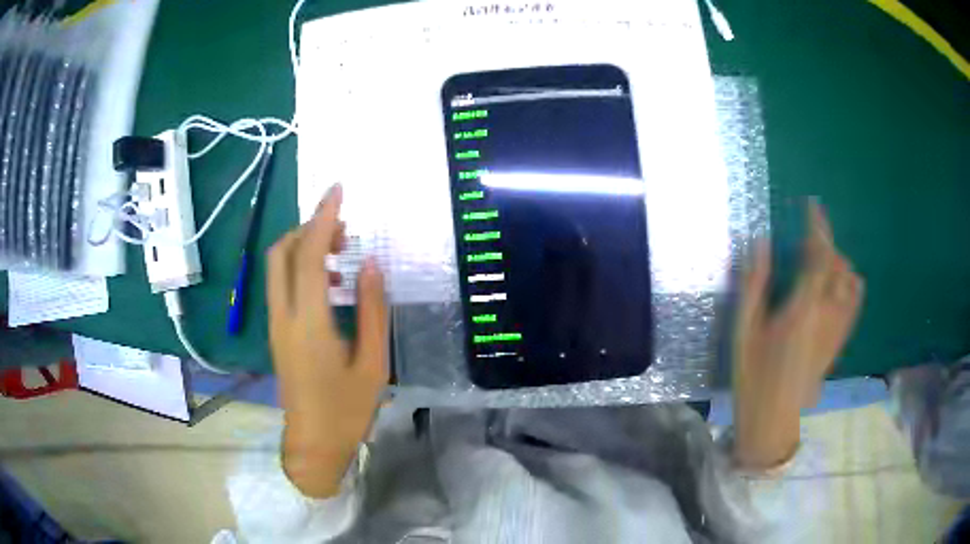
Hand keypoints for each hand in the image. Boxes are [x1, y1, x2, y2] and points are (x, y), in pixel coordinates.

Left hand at [267, 184, 387, 497]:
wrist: (314, 444)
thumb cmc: (347, 410)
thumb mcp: (372, 363)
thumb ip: (371, 310)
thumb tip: (370, 264)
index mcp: (309, 322)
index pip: (310, 254)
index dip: (323, 217)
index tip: (338, 190)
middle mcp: (283, 316)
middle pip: (281, 251)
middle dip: (309, 227)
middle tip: (344, 228)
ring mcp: (275, 324)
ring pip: (277, 266)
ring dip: (303, 247)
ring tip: (341, 252)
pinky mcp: (276, 332)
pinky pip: (282, 285)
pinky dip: (300, 268)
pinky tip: (329, 283)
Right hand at [733, 200, 863, 469]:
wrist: (773, 418)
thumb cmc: (753, 376)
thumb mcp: (743, 330)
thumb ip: (753, 285)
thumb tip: (760, 245)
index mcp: (802, 309)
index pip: (818, 256)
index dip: (816, 227)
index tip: (812, 205)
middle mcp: (826, 314)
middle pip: (837, 265)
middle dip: (825, 243)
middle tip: (806, 240)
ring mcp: (837, 328)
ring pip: (850, 281)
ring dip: (838, 262)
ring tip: (822, 261)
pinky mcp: (840, 340)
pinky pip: (854, 302)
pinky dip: (850, 283)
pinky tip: (839, 283)